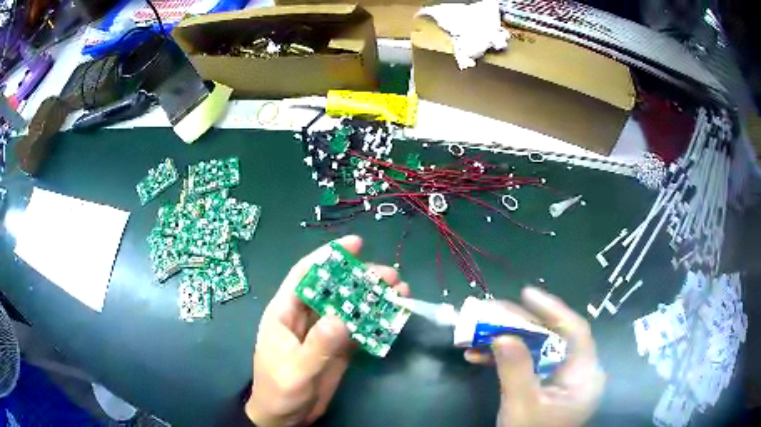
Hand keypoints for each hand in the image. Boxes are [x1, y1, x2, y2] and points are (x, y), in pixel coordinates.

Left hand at [245, 235, 409, 426]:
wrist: (284, 418)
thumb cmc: (278, 392)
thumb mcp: (295, 371)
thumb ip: (317, 346)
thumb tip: (342, 318)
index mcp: (285, 313)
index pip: (305, 275)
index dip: (328, 256)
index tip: (355, 244)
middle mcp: (306, 317)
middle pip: (334, 288)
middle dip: (361, 278)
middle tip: (391, 276)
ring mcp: (324, 332)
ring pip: (350, 307)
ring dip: (374, 298)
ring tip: (401, 292)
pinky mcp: (338, 348)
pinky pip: (358, 329)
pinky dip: (376, 322)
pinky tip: (394, 317)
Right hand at [464, 287, 604, 426]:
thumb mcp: (522, 406)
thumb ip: (515, 370)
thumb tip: (502, 334)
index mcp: (585, 375)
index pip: (575, 331)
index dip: (552, 309)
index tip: (525, 294)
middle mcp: (578, 372)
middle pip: (553, 337)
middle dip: (520, 324)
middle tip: (491, 312)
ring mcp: (561, 378)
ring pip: (537, 348)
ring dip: (507, 340)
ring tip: (477, 333)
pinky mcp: (546, 384)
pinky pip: (529, 363)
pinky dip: (505, 358)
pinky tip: (479, 356)